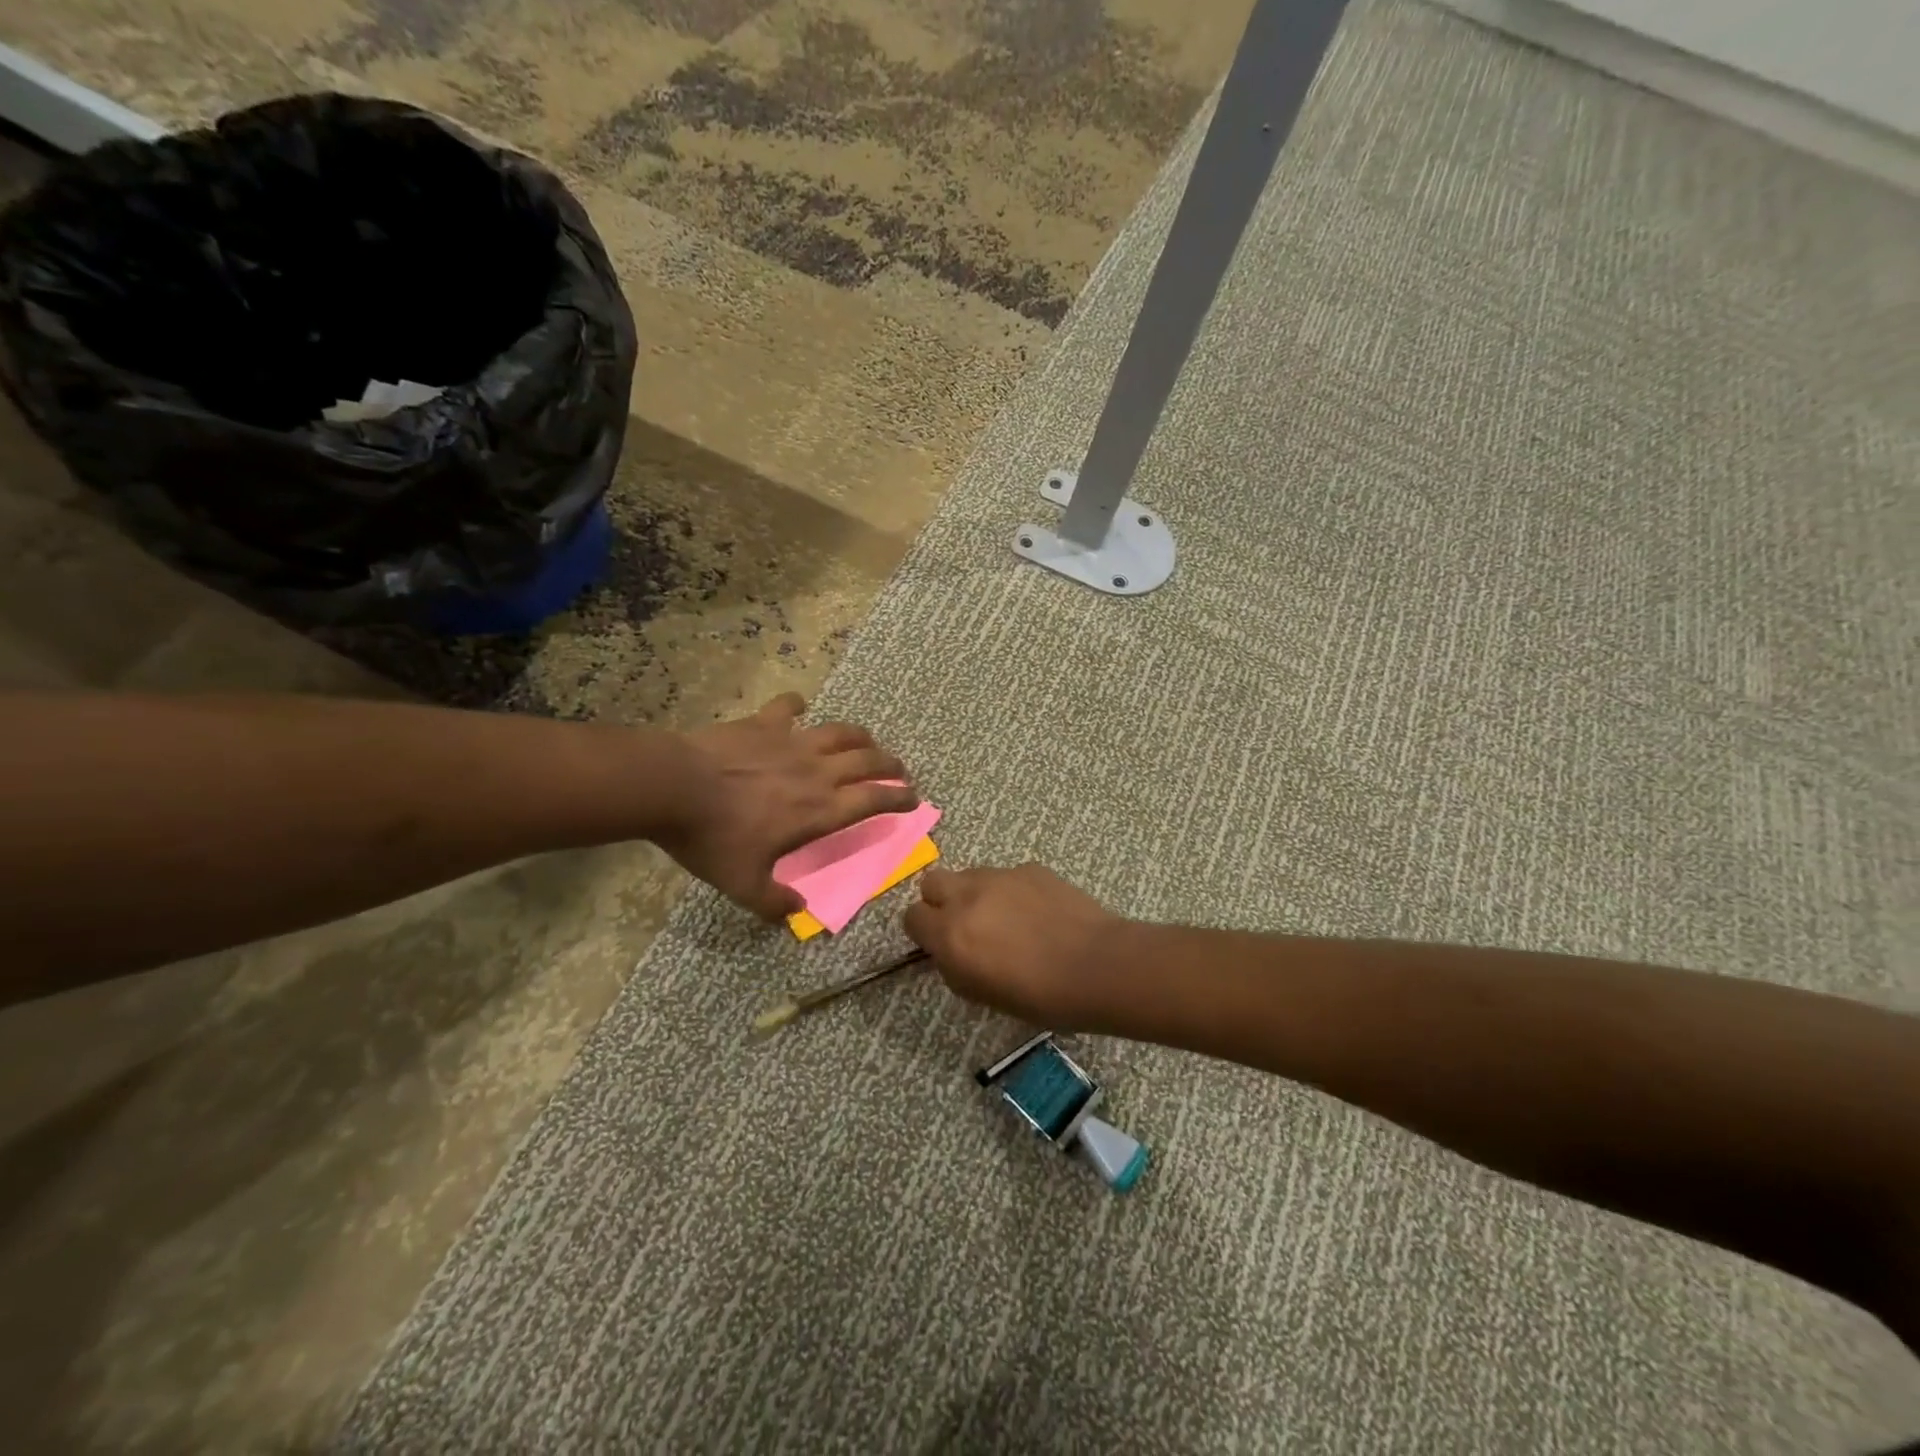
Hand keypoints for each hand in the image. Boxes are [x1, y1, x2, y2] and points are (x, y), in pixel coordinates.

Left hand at [658, 693, 916, 918]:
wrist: (674, 787)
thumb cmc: (714, 838)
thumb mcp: (743, 884)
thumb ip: (773, 902)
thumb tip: (797, 911)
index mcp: (820, 810)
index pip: (874, 800)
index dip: (899, 799)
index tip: (913, 799)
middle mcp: (817, 772)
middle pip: (868, 761)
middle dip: (891, 765)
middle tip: (899, 770)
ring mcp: (792, 742)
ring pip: (841, 732)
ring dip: (861, 736)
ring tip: (867, 741)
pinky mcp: (765, 723)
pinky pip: (788, 707)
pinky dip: (797, 705)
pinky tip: (798, 706)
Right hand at [904, 863, 1119, 1026]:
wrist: (1097, 966)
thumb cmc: (1040, 997)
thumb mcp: (983, 995)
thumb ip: (955, 966)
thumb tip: (950, 951)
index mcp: (950, 933)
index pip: (911, 917)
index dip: (923, 932)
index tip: (940, 945)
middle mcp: (967, 896)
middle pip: (932, 882)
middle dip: (940, 901)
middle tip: (965, 925)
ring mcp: (1000, 876)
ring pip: (969, 875)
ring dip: (975, 894)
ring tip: (1006, 919)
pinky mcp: (1030, 868)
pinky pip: (1006, 875)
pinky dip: (1011, 890)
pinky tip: (1037, 913)